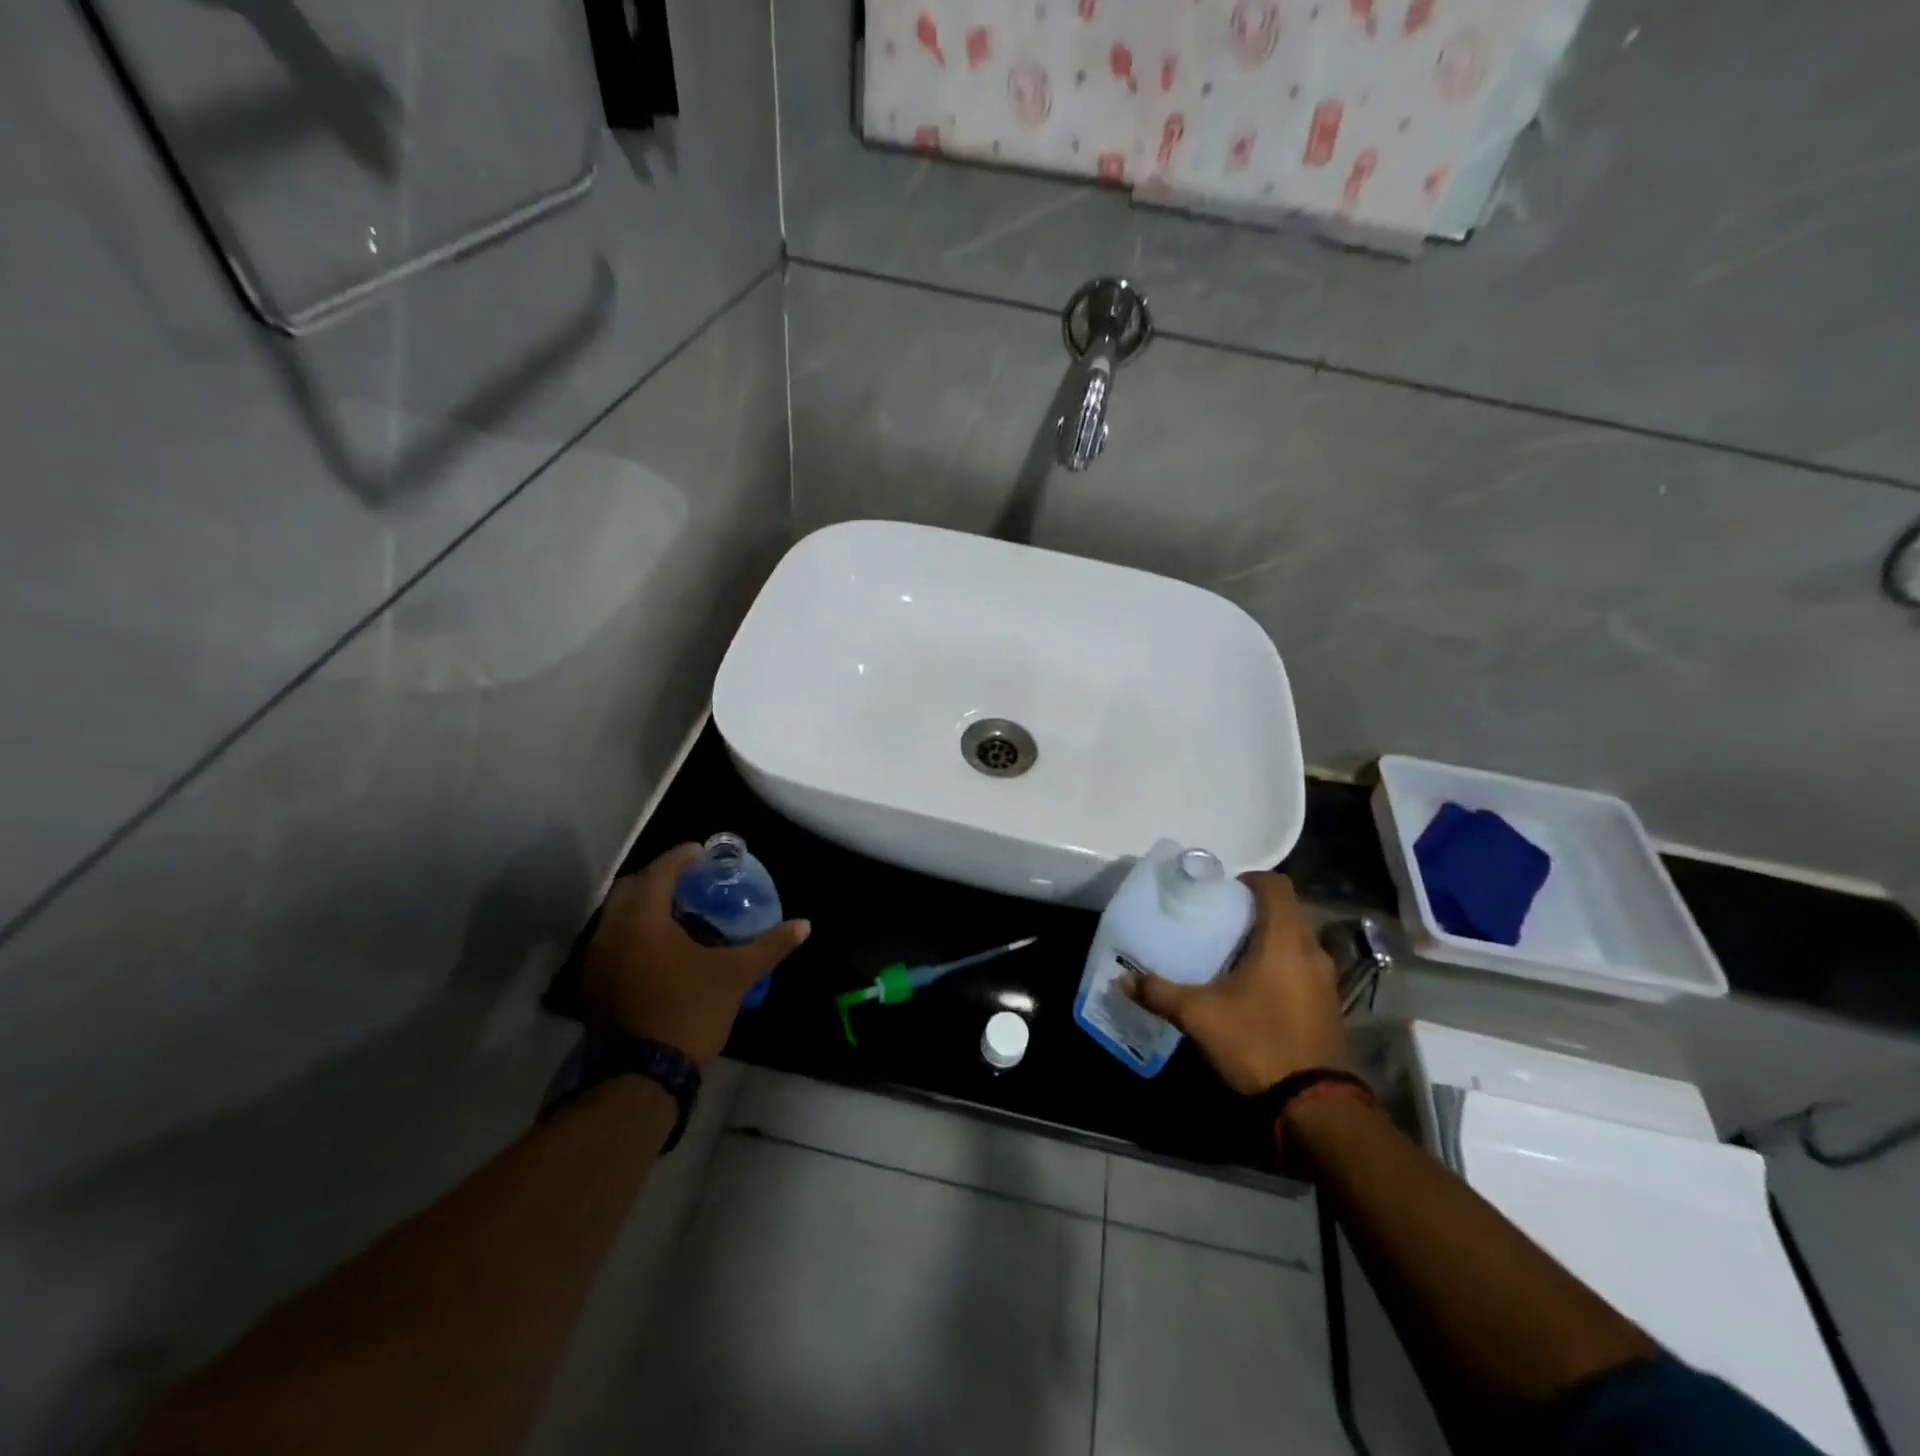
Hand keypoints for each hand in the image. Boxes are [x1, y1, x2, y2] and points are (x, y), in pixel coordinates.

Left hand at [580, 844, 809, 1065]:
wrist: (641, 1077)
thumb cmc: (689, 1013)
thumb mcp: (736, 976)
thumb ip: (770, 946)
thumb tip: (804, 925)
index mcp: (642, 921)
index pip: (659, 872)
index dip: (681, 857)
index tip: (703, 853)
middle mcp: (611, 932)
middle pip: (632, 887)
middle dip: (660, 877)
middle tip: (691, 880)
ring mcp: (596, 959)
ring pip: (617, 915)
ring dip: (644, 905)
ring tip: (677, 910)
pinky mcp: (593, 984)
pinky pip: (612, 940)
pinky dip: (633, 931)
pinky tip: (658, 946)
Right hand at [1121, 872, 1348, 1094]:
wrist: (1315, 1107)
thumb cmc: (1257, 1042)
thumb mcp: (1199, 1016)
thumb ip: (1160, 993)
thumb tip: (1123, 978)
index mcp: (1284, 940)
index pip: (1276, 886)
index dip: (1250, 879)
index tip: (1222, 890)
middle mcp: (1312, 952)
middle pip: (1286, 912)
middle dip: (1253, 911)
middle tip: (1217, 921)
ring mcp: (1325, 981)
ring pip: (1296, 942)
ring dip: (1268, 940)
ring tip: (1230, 954)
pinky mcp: (1328, 1006)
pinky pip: (1302, 968)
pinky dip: (1280, 966)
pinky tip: (1252, 988)